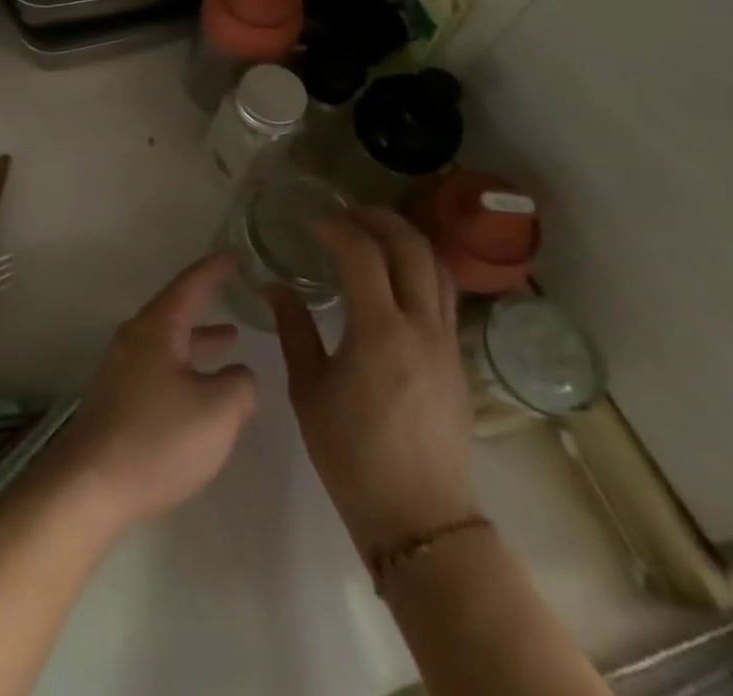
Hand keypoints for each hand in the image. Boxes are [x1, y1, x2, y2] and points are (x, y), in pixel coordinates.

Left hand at [56, 253, 259, 531]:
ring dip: (198, 338)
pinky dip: (185, 364)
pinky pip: (159, 365)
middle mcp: (136, 337)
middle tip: (233, 291)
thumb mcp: (218, 411)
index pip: (190, 284)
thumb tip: (239, 374)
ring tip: (229, 339)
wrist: (92, 482)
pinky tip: (200, 388)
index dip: (214, 269)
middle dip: (206, 302)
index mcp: (158, 327)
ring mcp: (123, 366)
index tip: (234, 254)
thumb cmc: (159, 438)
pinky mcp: (118, 396)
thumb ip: (240, 385)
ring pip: (168, 340)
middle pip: (175, 310)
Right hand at [269, 207, 477, 557]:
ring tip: (374, 232)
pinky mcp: (457, 360)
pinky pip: (443, 295)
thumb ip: (294, 329)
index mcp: (380, 333)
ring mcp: (447, 343)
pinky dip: (419, 269)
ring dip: (406, 239)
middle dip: (379, 219)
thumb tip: (275, 286)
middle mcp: (422, 328)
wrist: (419, 520)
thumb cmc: (351, 455)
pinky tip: (393, 276)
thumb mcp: (308, 390)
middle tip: (347, 213)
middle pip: (412, 249)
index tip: (312, 222)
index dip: (336, 228)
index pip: (363, 255)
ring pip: (438, 268)